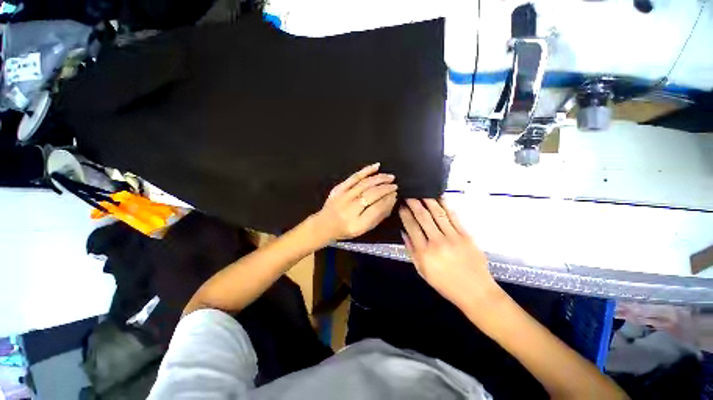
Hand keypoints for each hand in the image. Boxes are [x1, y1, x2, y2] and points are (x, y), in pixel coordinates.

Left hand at [314, 163, 397, 240]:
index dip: (388, 200)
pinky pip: (354, 177)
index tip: (395, 194)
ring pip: (364, 184)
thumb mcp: (364, 229)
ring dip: (379, 178)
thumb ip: (378, 216)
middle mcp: (349, 209)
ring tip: (390, 177)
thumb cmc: (347, 229)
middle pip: (371, 194)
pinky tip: (376, 166)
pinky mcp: (338, 188)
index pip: (377, 208)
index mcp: (357, 224)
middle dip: (386, 188)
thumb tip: (391, 200)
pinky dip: (366, 170)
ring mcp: (343, 197)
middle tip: (395, 185)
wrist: (324, 224)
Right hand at [398, 199, 501, 309]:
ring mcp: (453, 237)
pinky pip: (454, 217)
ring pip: (438, 214)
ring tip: (422, 193)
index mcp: (424, 252)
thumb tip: (403, 232)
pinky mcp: (466, 235)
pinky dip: (446, 206)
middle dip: (415, 204)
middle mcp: (437, 242)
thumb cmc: (445, 284)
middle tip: (409, 196)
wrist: (476, 292)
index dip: (405, 215)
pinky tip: (440, 198)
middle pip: (423, 218)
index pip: (412, 227)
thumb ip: (411, 250)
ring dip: (429, 201)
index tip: (402, 207)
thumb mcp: (422, 271)